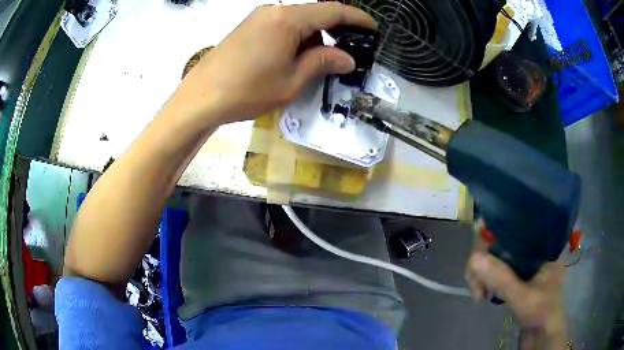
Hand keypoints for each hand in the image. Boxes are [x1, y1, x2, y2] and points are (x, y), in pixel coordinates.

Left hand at [171, 3, 375, 124]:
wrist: (200, 97)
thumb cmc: (247, 90)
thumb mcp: (292, 81)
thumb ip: (323, 63)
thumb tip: (348, 58)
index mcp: (288, 19)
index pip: (332, 10)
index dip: (357, 18)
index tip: (373, 28)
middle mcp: (274, 10)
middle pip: (315, 13)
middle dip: (336, 30)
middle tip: (349, 50)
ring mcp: (259, 17)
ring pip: (298, 20)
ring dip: (315, 36)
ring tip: (321, 61)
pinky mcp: (249, 27)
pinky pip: (282, 26)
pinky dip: (297, 38)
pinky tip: (297, 57)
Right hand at [465, 223, 566, 348]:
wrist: (543, 331)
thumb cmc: (542, 312)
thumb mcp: (524, 298)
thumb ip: (503, 280)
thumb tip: (474, 258)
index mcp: (544, 239)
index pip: (516, 221)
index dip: (493, 230)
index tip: (479, 255)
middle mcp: (534, 242)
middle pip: (501, 236)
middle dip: (483, 259)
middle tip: (475, 283)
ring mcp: (524, 256)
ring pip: (495, 251)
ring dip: (481, 271)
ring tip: (479, 294)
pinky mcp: (517, 269)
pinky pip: (495, 265)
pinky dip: (485, 278)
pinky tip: (482, 293)